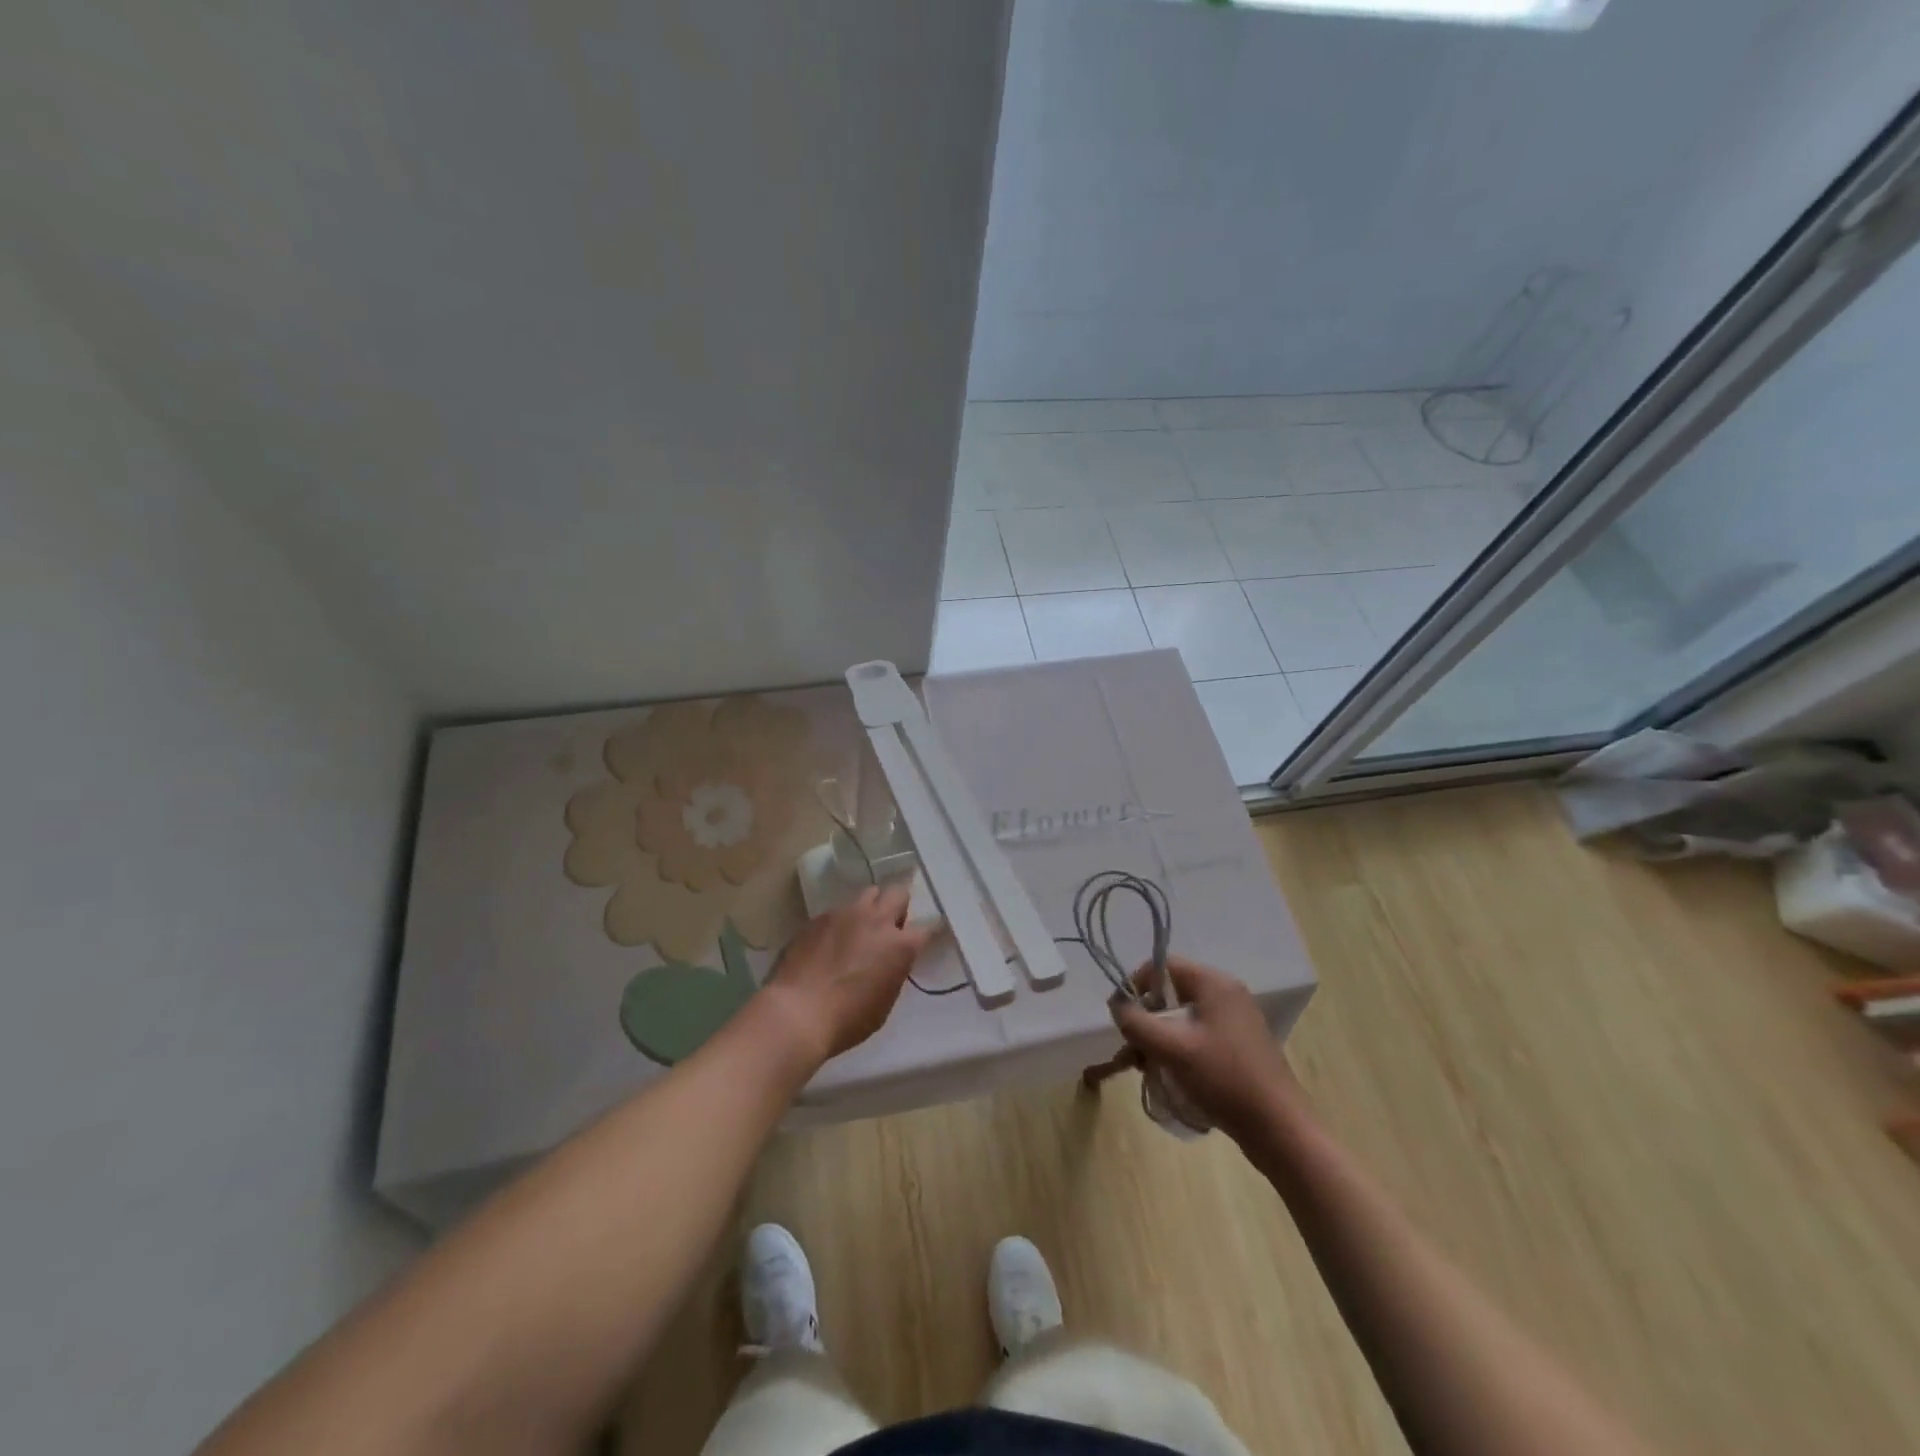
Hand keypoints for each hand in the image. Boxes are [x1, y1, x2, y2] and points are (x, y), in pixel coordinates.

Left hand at [760, 885, 939, 1067]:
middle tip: (890, 927)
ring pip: (868, 894)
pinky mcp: (819, 917)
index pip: (928, 927)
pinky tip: (830, 942)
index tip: (925, 937)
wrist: (797, 1012)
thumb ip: (893, 972)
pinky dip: (841, 922)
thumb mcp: (884, 1002)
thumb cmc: (847, 1020)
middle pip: (898, 893)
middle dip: (898, 906)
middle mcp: (877, 921)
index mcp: (900, 946)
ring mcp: (846, 914)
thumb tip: (890, 961)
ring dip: (870, 908)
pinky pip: (838, 910)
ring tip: (860, 929)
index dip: (929, 931)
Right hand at [1111, 955, 1311, 1143]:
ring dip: (1160, 1039)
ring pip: (1183, 1018)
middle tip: (1134, 1050)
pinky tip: (1171, 1076)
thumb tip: (1117, 1006)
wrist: (1279, 1129)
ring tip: (1148, 1069)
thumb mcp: (1172, 1048)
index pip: (1163, 965)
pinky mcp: (1239, 1045)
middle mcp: (1226, 994)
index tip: (1123, 1017)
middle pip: (1172, 993)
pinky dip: (1179, 1050)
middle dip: (1147, 1019)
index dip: (1137, 985)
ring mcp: (1235, 1020)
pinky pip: (1198, 1035)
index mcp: (1214, 983)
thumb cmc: (1224, 1079)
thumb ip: (1137, 1022)